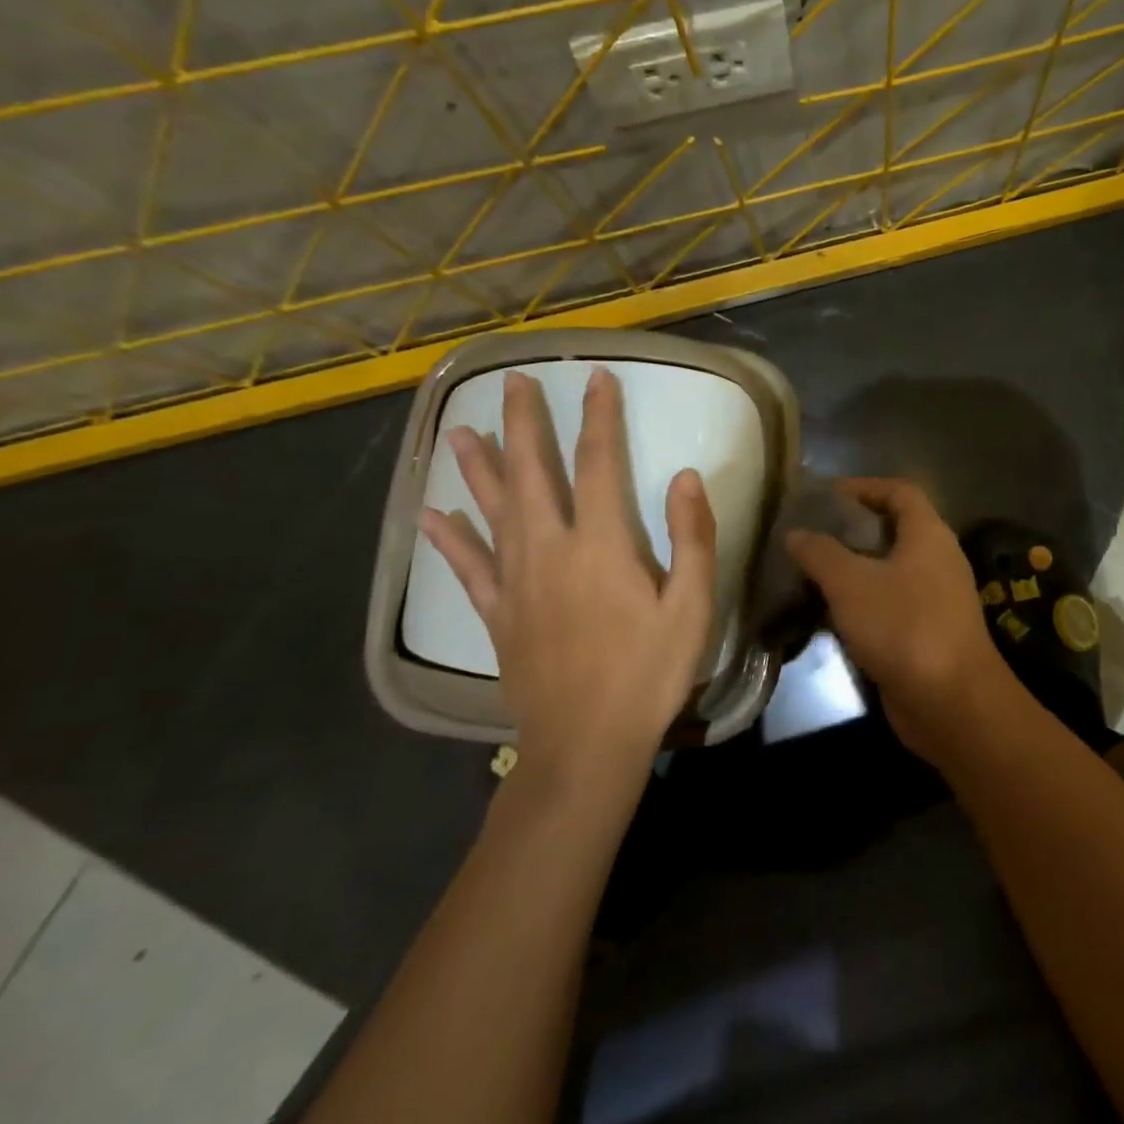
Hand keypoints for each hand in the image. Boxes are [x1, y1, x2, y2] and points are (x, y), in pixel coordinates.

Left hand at [421, 368, 718, 787]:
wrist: (585, 743)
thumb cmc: (649, 672)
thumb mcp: (692, 606)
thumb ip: (691, 538)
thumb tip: (684, 476)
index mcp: (601, 545)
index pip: (597, 464)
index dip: (598, 418)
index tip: (596, 379)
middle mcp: (549, 551)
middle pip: (532, 475)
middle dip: (524, 425)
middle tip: (512, 382)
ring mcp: (515, 583)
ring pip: (492, 511)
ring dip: (478, 468)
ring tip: (461, 430)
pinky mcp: (497, 615)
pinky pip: (467, 568)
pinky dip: (449, 539)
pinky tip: (431, 516)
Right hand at [786, 479, 1017, 767]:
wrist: (952, 701)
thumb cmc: (904, 626)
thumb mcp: (852, 583)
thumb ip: (820, 553)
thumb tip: (796, 533)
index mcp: (928, 534)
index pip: (899, 491)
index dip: (863, 486)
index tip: (825, 497)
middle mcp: (938, 559)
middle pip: (894, 529)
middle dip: (852, 529)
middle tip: (810, 536)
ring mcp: (936, 597)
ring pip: (890, 569)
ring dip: (854, 569)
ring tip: (811, 573)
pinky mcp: (928, 631)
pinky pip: (892, 603)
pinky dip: (863, 602)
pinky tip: (830, 614)